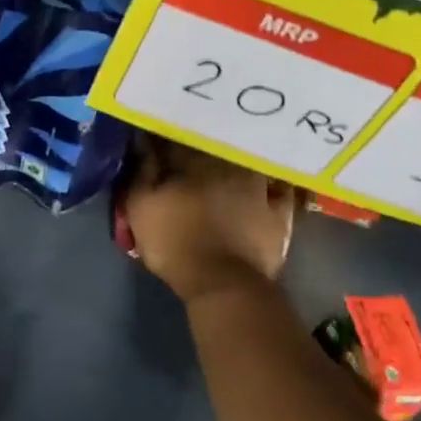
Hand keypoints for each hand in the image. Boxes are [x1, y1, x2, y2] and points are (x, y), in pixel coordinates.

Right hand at [121, 135, 298, 301]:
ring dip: (239, 156)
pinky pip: (279, 189)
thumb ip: (141, 172)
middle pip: (214, 145)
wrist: (223, 283)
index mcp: (191, 161)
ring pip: (248, 160)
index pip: (177, 139)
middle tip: (195, 147)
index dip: (167, 137)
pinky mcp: (278, 211)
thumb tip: (144, 143)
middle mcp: (227, 164)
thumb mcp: (140, 208)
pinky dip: (273, 183)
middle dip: (203, 142)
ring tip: (231, 160)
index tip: (159, 138)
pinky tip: (269, 181)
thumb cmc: (174, 243)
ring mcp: (258, 186)